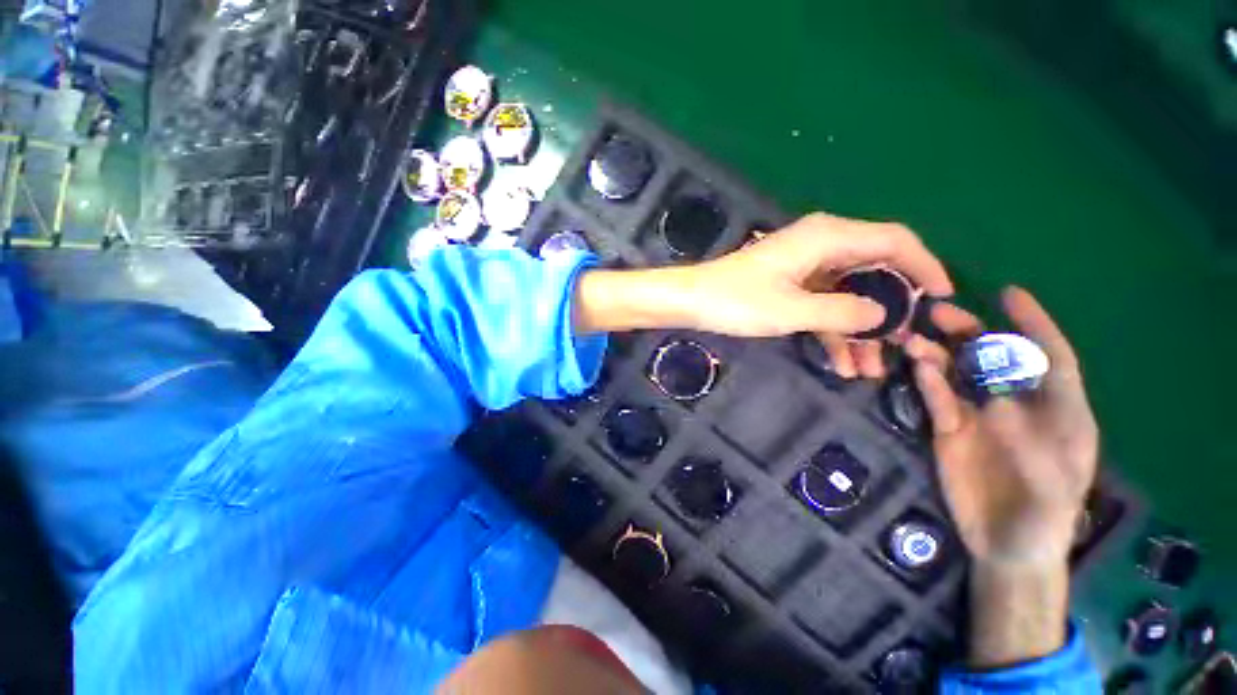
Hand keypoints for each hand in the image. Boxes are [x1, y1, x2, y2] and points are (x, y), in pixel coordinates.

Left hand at [574, 212, 953, 378]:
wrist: (692, 301)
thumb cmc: (736, 301)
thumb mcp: (793, 310)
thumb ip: (844, 312)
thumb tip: (885, 314)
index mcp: (828, 238)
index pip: (895, 242)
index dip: (926, 267)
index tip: (945, 299)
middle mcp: (822, 245)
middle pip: (874, 272)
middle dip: (890, 311)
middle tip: (903, 346)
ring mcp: (805, 266)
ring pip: (848, 295)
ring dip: (859, 331)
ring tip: (870, 370)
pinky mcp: (791, 285)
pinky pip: (823, 305)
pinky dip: (833, 331)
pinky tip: (841, 363)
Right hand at [906, 287, 1098, 566]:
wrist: (1006, 546)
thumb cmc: (1043, 518)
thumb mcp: (1050, 484)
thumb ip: (1030, 441)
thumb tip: (996, 400)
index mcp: (1057, 411)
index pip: (1050, 357)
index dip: (1033, 324)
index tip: (1009, 294)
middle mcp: (1016, 404)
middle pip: (994, 356)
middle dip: (970, 331)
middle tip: (937, 312)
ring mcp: (979, 416)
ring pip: (958, 373)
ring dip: (938, 353)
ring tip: (912, 339)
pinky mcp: (949, 429)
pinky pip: (937, 398)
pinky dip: (928, 381)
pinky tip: (917, 368)